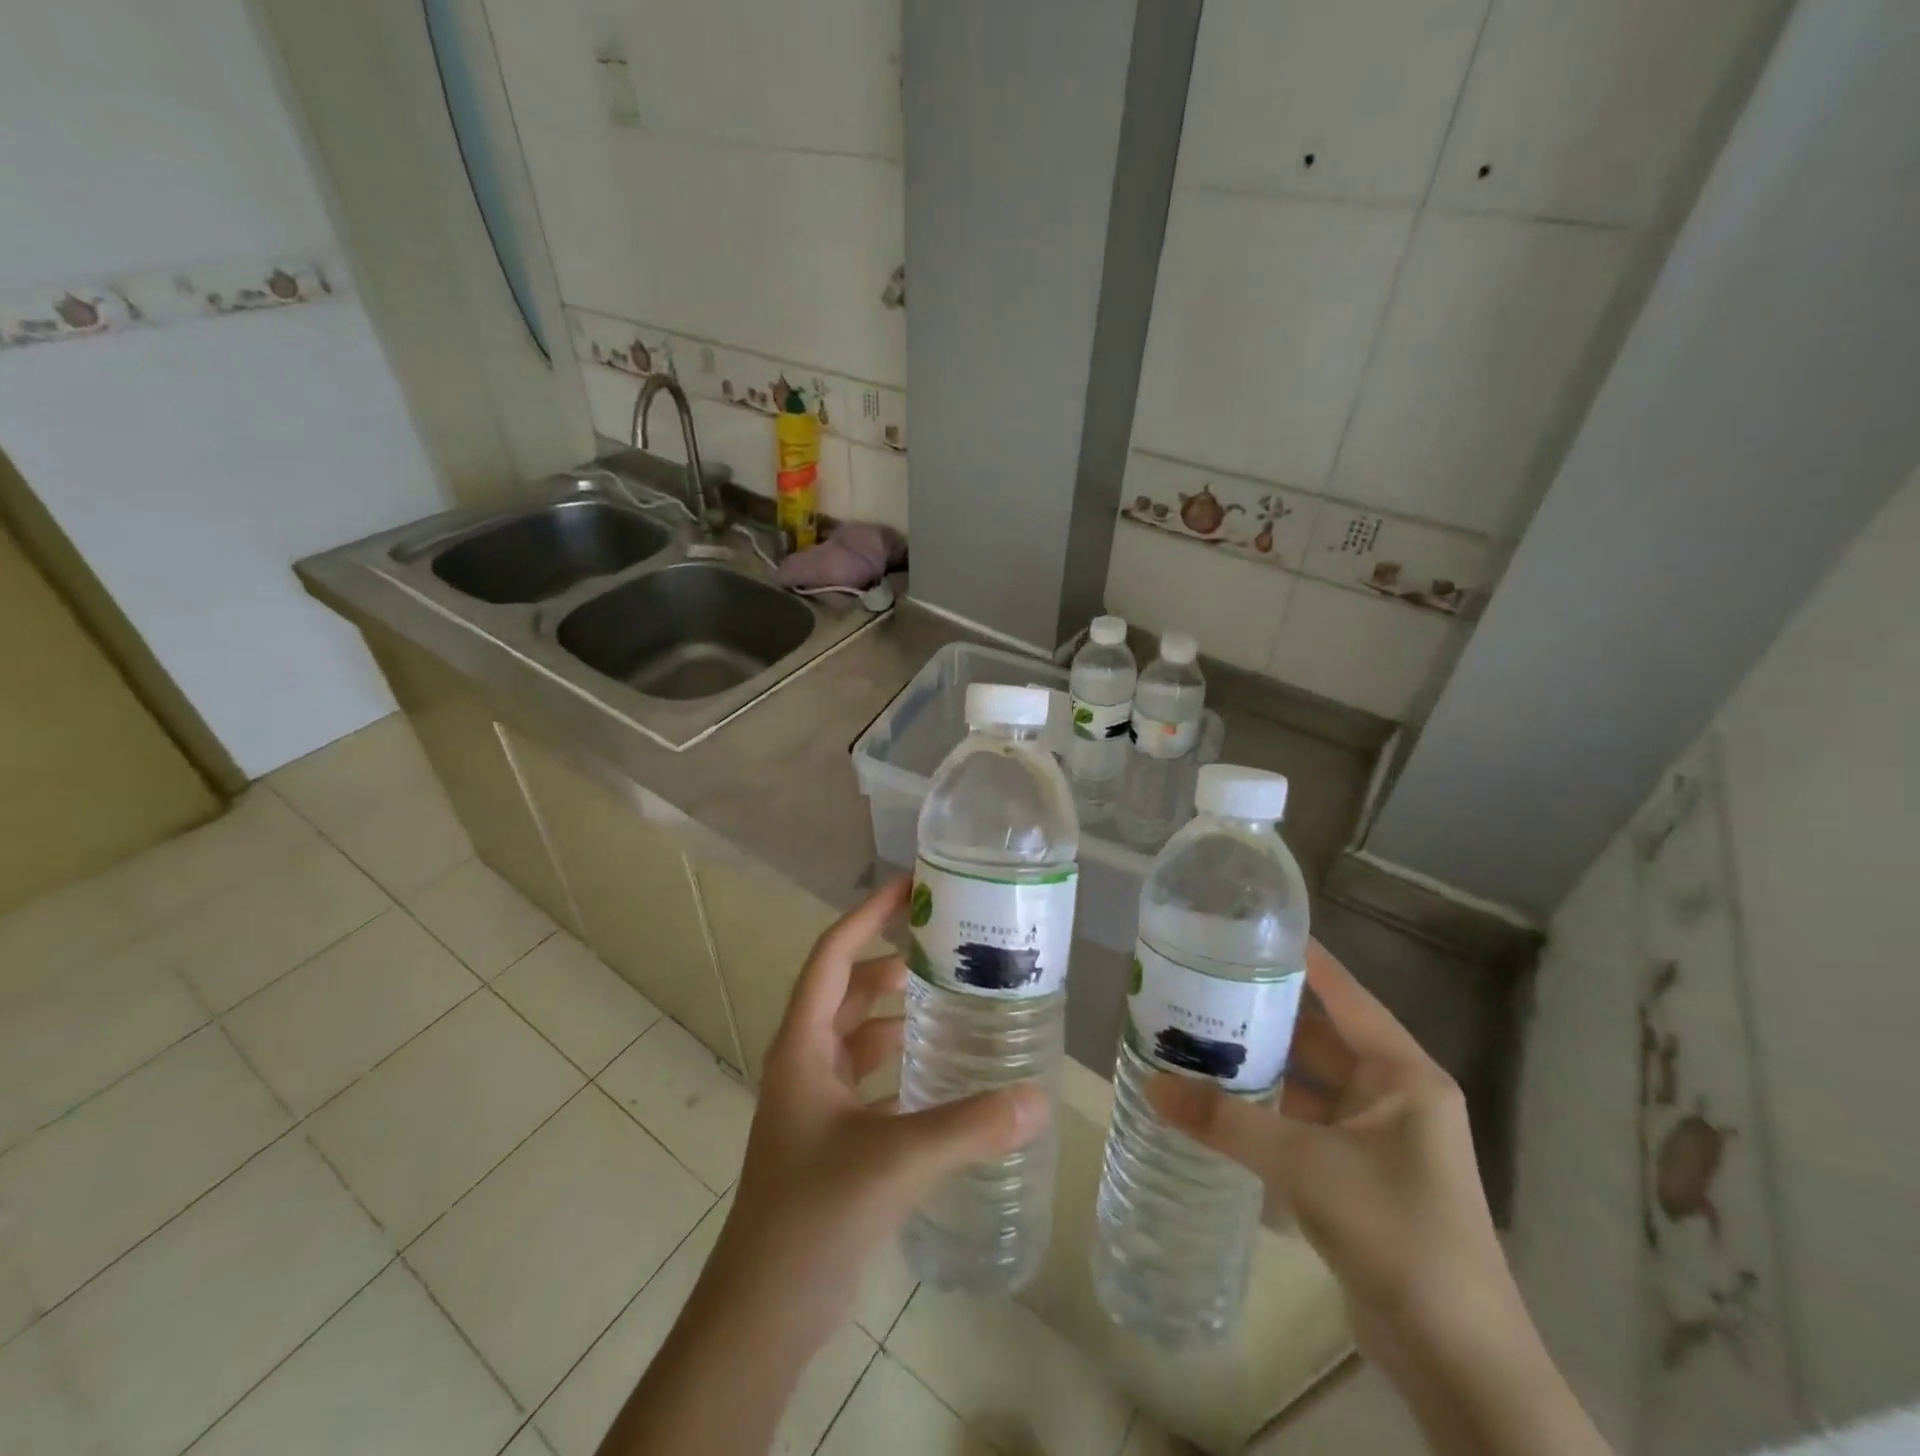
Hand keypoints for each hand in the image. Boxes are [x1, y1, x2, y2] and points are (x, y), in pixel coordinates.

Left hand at [708, 874, 1048, 1350]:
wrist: (763, 1310)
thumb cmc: (811, 1216)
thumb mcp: (892, 1162)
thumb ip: (966, 1128)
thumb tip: (1037, 1099)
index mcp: (803, 1045)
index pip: (834, 956)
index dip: (869, 915)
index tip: (911, 887)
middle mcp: (806, 1059)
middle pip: (849, 988)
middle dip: (891, 958)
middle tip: (947, 941)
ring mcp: (817, 1097)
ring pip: (859, 1032)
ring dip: (896, 1008)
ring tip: (952, 994)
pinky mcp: (833, 1131)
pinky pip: (870, 1073)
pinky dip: (900, 1057)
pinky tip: (941, 1065)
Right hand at [1146, 940, 1510, 1373]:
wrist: (1459, 1363)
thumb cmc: (1397, 1234)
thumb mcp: (1305, 1167)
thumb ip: (1226, 1123)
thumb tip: (1152, 1086)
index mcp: (1402, 1075)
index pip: (1345, 994)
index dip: (1302, 958)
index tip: (1250, 928)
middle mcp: (1393, 1096)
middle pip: (1318, 1038)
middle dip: (1263, 1015)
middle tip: (1201, 985)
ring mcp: (1377, 1139)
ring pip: (1307, 1084)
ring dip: (1259, 1068)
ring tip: (1196, 1037)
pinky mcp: (1358, 1177)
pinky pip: (1302, 1125)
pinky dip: (1265, 1113)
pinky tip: (1217, 1102)